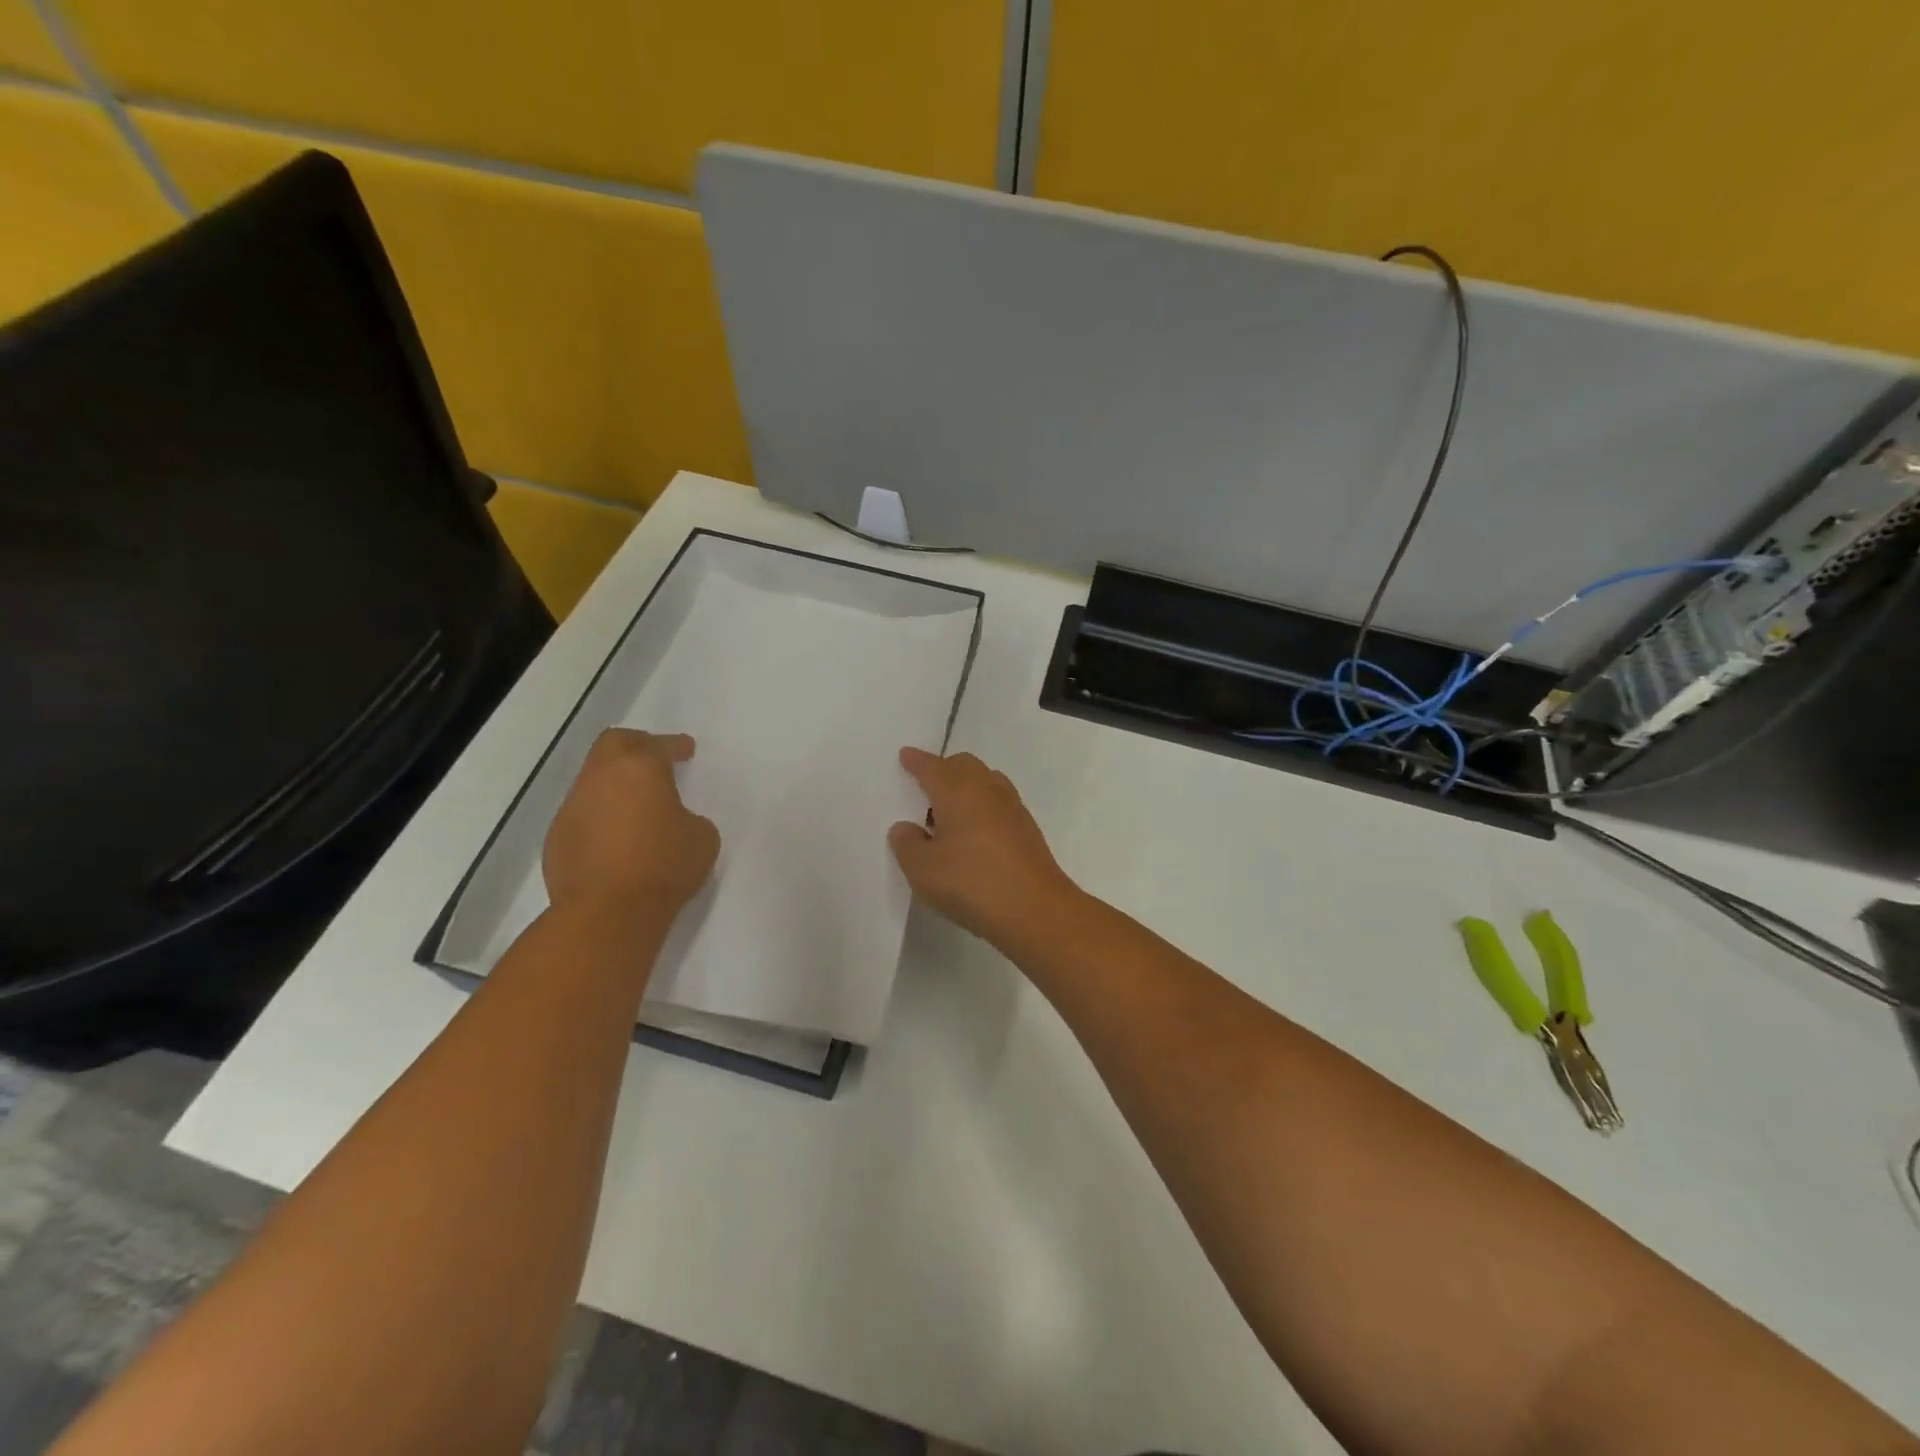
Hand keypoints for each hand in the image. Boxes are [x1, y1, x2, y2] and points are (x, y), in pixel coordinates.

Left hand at [544, 730, 719, 919]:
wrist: (608, 912)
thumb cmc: (664, 865)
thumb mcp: (702, 837)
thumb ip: (690, 818)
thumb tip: (673, 822)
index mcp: (639, 769)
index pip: (659, 746)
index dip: (675, 745)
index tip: (686, 749)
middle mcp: (600, 779)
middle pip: (613, 744)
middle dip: (636, 745)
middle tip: (655, 757)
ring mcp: (572, 808)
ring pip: (593, 780)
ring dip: (615, 785)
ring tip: (637, 804)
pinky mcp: (557, 838)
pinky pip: (582, 814)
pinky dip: (601, 816)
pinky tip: (617, 837)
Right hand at [888, 748, 1078, 947]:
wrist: (1035, 909)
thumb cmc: (971, 883)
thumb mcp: (922, 869)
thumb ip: (906, 843)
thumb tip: (906, 827)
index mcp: (958, 790)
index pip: (932, 767)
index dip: (916, 761)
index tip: (906, 755)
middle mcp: (987, 789)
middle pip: (963, 766)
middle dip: (943, 769)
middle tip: (925, 788)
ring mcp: (1012, 808)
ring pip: (985, 782)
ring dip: (965, 788)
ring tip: (947, 815)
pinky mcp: (1027, 829)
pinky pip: (998, 803)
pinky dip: (982, 806)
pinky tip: (973, 834)